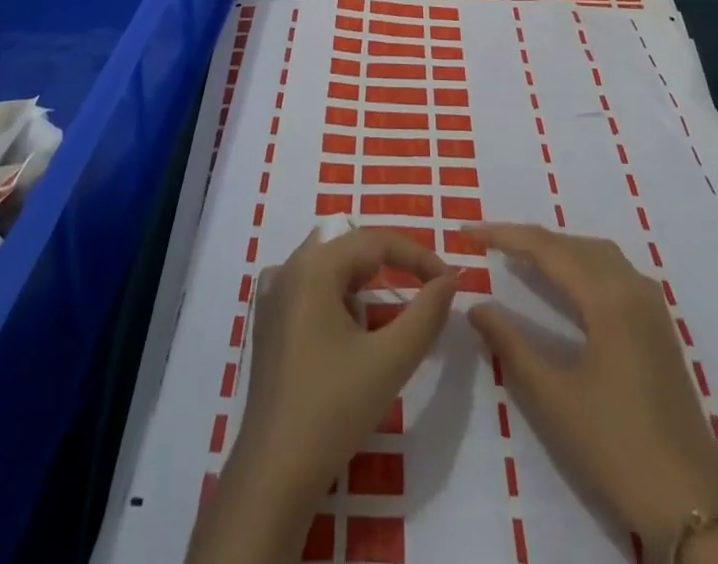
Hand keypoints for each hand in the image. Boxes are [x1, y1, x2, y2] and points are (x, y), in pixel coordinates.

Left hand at [187, 227, 458, 563]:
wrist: (273, 475)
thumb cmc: (332, 411)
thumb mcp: (389, 362)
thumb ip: (425, 315)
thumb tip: (448, 281)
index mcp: (314, 266)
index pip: (375, 241)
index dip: (417, 256)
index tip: (449, 281)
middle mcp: (289, 268)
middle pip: (349, 247)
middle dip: (390, 264)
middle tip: (425, 289)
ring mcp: (272, 295)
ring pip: (329, 266)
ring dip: (362, 281)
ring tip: (386, 317)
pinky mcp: (267, 322)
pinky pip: (310, 288)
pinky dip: (336, 296)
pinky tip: (347, 331)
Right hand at [468, 224, 717, 558]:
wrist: (692, 503)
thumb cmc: (616, 447)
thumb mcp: (552, 396)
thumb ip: (510, 344)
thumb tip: (475, 305)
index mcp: (608, 297)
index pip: (545, 247)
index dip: (502, 235)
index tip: (466, 232)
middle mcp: (632, 287)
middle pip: (572, 244)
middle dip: (527, 238)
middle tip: (486, 243)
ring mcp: (650, 305)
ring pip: (595, 254)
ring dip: (556, 249)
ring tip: (518, 256)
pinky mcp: (657, 325)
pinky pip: (612, 271)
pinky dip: (580, 264)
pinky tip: (564, 284)